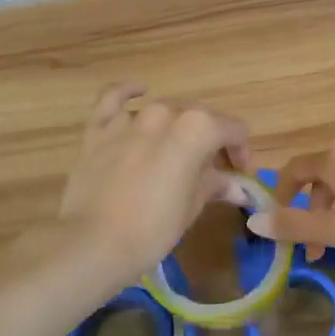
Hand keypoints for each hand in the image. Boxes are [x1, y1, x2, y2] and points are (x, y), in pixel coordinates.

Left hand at [58, 84, 251, 285]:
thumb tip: (238, 188)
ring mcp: (128, 119)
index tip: (238, 173)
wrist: (94, 243)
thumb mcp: (194, 206)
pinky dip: (128, 92)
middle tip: (211, 171)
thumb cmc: (155, 228)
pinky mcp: (98, 129)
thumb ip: (216, 185)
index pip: (232, 130)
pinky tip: (139, 92)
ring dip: (175, 128)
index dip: (240, 151)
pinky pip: (113, 98)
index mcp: (197, 128)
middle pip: (199, 118)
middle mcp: (165, 113)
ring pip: (162, 111)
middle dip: (211, 141)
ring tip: (176, 154)